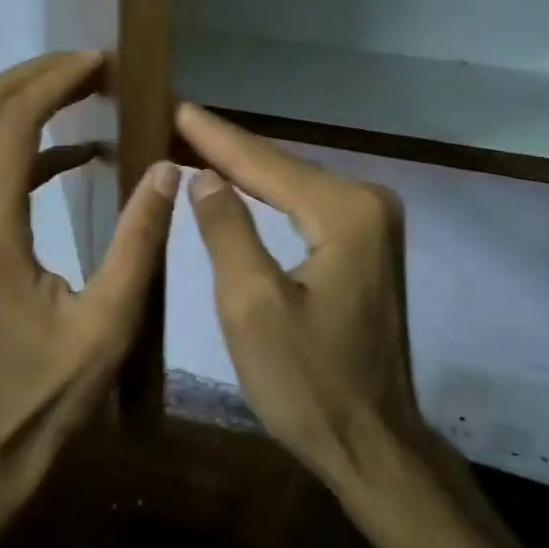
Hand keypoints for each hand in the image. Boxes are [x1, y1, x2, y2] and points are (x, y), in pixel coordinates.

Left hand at [0, 51, 179, 487]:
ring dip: (30, 101)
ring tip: (91, 91)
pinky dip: (30, 142)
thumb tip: (166, 167)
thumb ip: (139, 240)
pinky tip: (80, 152)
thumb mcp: (110, 320)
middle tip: (96, 65)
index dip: (54, 81)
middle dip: (36, 75)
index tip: (101, 61)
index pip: (11, 123)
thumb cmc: (52, 387)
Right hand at [175, 102, 425, 489]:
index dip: (214, 137)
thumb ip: (227, 229)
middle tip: (176, 118)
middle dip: (228, 147)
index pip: (266, 164)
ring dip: (246, 169)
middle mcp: (369, 204)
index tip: (174, 104)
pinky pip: (307, 209)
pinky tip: (240, 185)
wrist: (372, 444)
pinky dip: (270, 197)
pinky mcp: (367, 246)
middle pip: (283, 168)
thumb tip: (205, 176)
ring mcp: (374, 224)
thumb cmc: (307, 383)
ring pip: (294, 186)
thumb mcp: (251, 306)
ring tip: (194, 140)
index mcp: (346, 212)